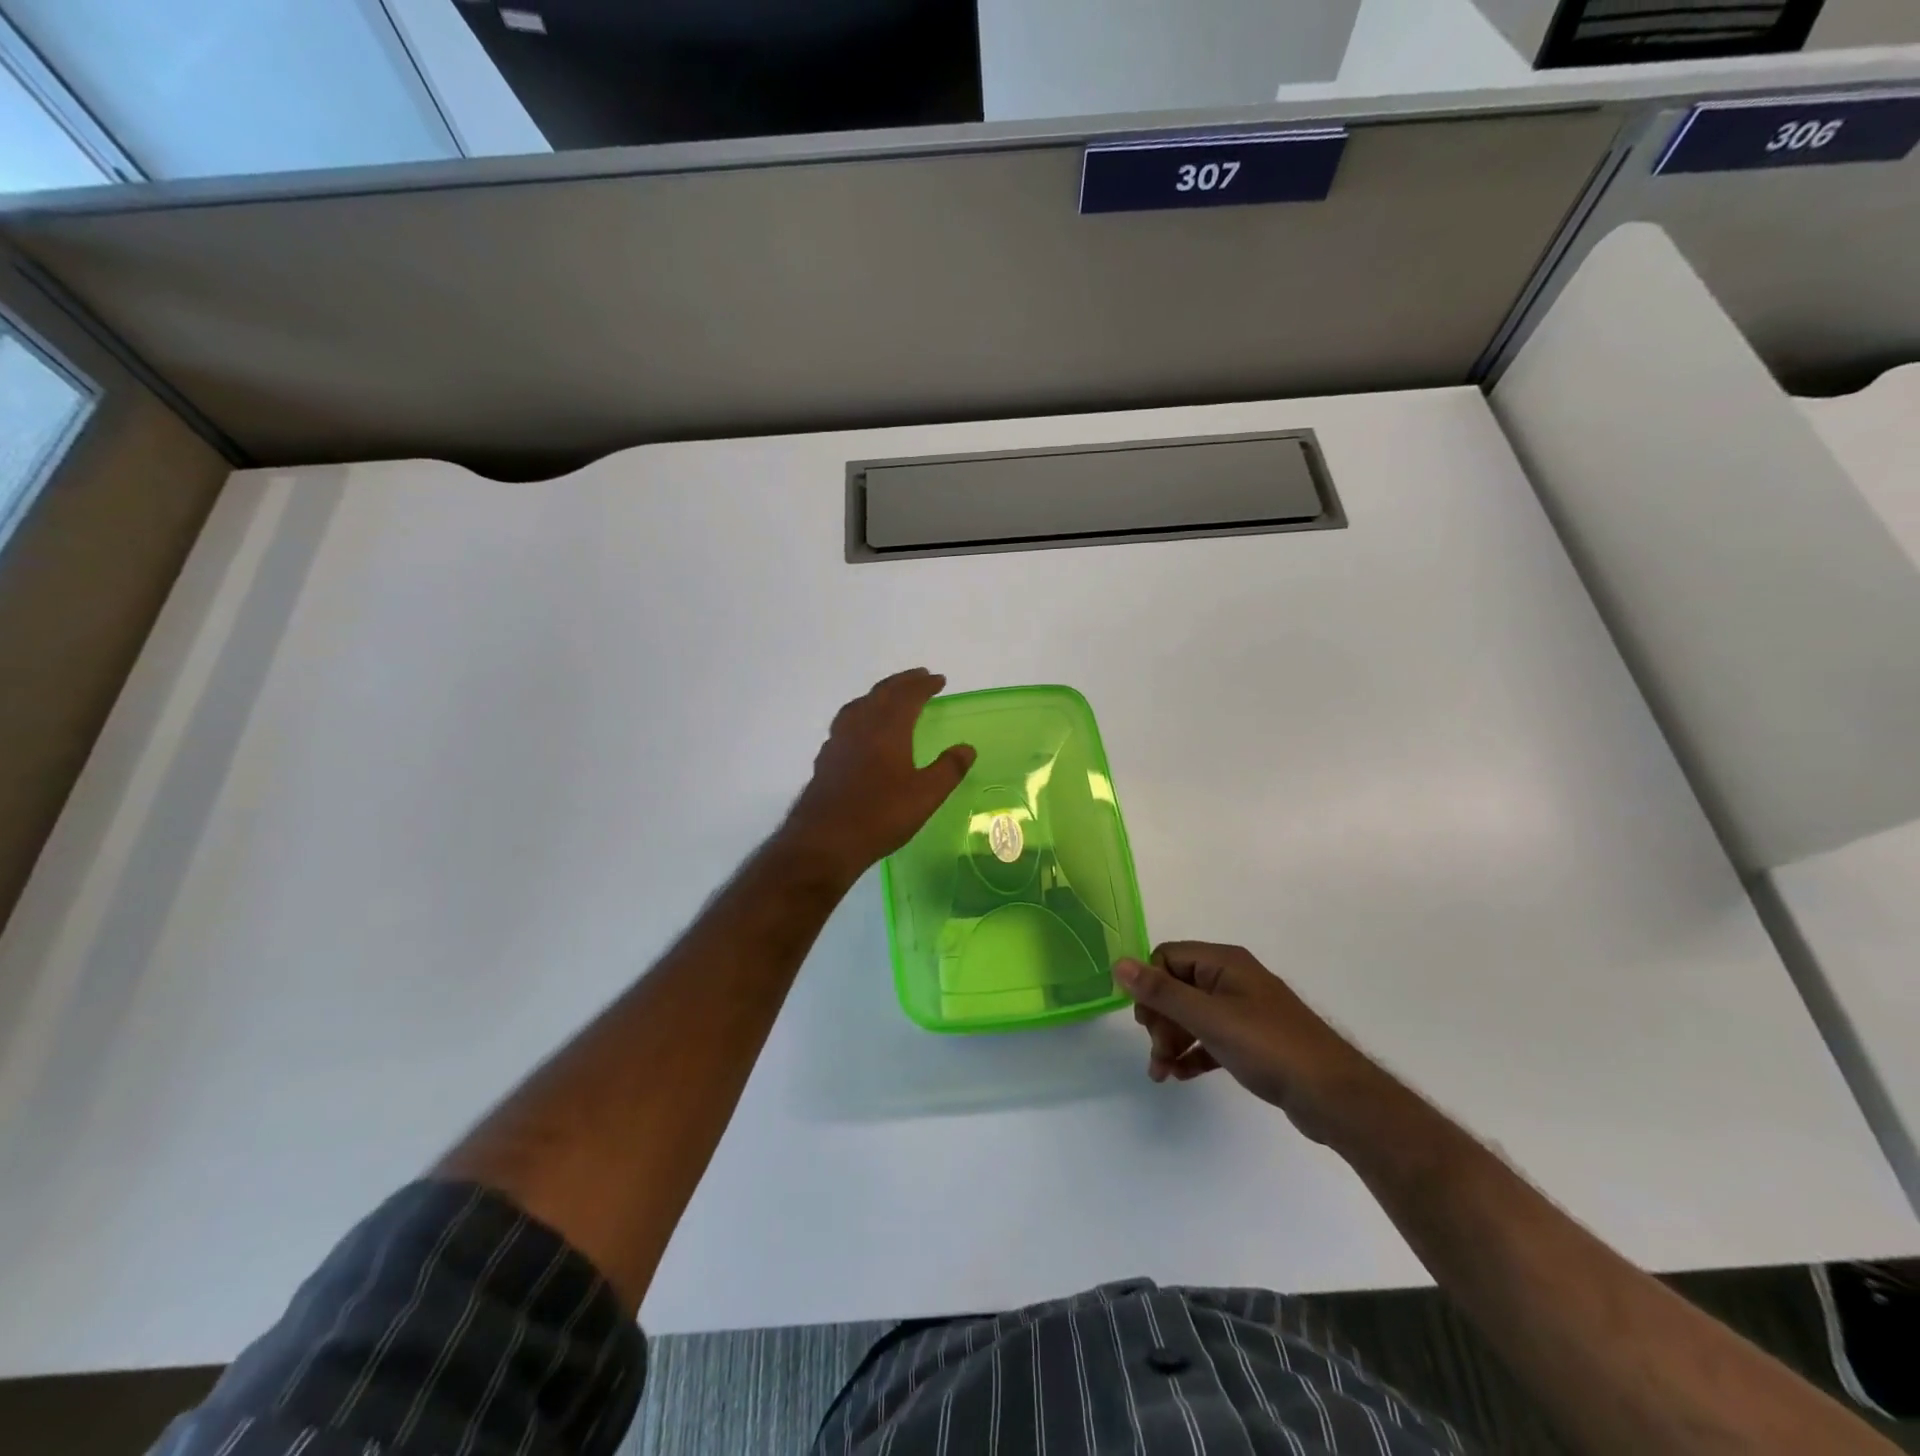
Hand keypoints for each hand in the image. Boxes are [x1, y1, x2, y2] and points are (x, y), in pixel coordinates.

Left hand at [781, 669, 975, 880]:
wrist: (825, 840)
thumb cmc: (881, 815)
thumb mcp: (926, 795)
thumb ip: (949, 769)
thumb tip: (967, 748)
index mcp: (887, 729)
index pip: (908, 696)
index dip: (924, 685)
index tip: (939, 679)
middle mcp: (860, 726)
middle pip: (881, 694)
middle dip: (902, 683)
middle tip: (919, 677)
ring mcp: (838, 742)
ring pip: (859, 705)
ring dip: (878, 695)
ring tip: (889, 697)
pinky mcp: (826, 759)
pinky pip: (845, 724)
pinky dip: (860, 715)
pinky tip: (861, 732)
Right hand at [1115, 943, 1391, 1145]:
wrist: (1334, 1096)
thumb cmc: (1269, 1047)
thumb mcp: (1209, 1017)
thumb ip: (1162, 992)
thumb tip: (1119, 964)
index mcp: (1224, 962)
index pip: (1168, 957)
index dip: (1150, 985)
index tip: (1144, 1021)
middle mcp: (1232, 979)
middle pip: (1177, 987)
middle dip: (1160, 1019)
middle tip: (1157, 1052)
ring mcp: (1244, 1010)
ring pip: (1192, 1016)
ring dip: (1171, 1041)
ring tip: (1161, 1074)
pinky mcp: (1252, 1041)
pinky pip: (1209, 1038)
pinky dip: (1193, 1053)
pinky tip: (1181, 1076)